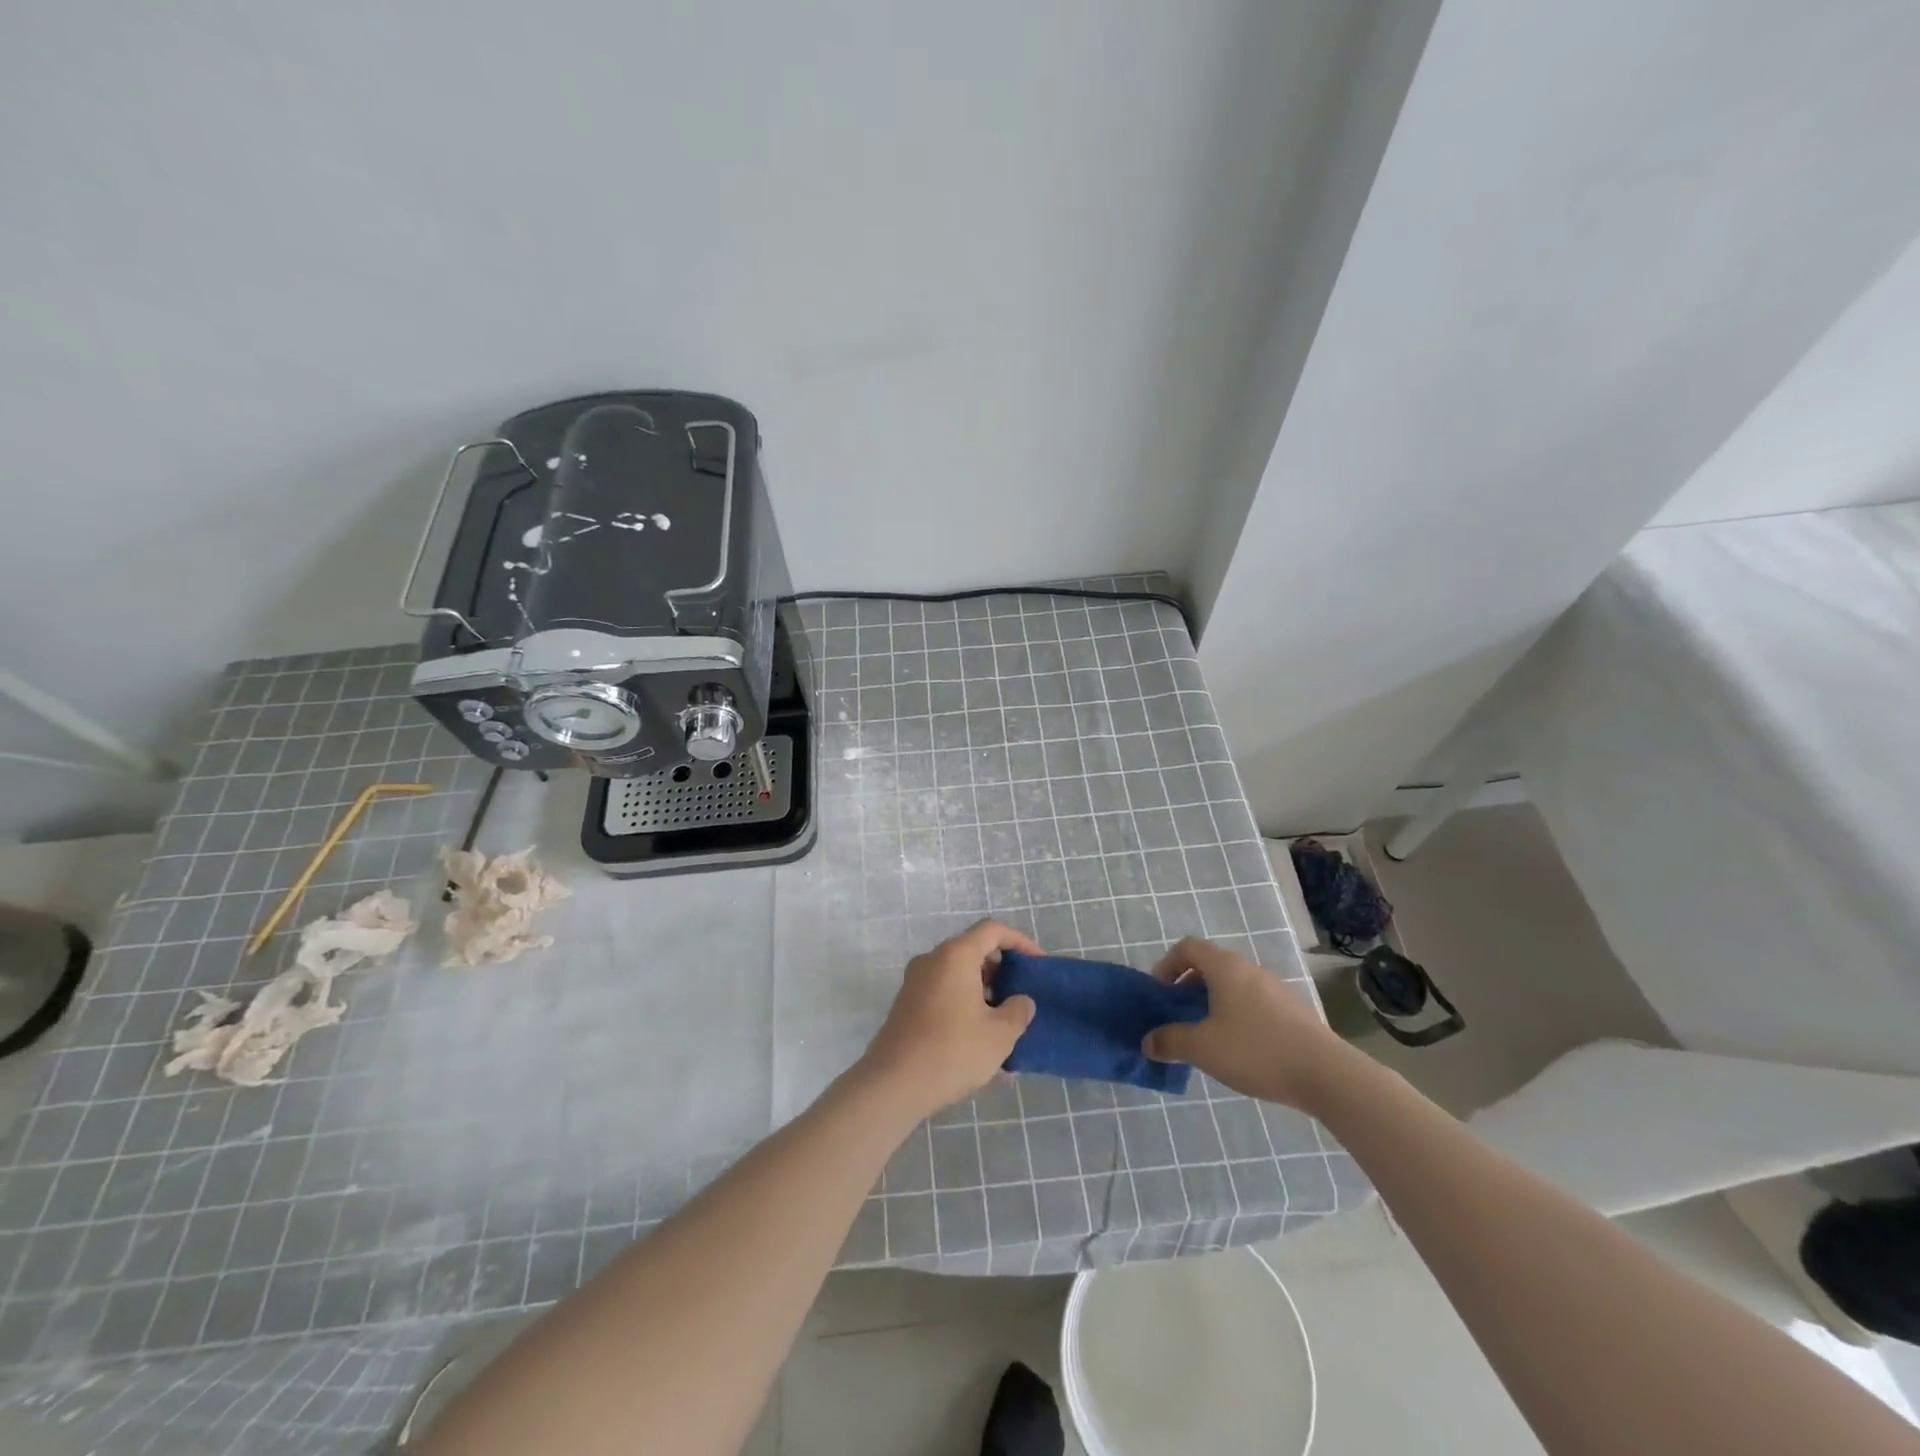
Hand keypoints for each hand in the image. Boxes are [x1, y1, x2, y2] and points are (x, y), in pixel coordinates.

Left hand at [857, 920, 1040, 1119]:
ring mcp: (916, 981)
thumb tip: (1021, 1001)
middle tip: (1021, 995)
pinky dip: (965, 1004)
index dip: (1020, 941)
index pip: (992, 930)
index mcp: (956, 955)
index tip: (1038, 964)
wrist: (893, 1084)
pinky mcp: (907, 1004)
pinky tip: (979, 1039)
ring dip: (984, 991)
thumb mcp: (999, 1035)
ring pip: (958, 974)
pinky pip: (944, 992)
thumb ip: (1018, 1011)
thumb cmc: (952, 1051)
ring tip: (1004, 1024)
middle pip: (973, 950)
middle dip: (1002, 969)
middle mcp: (933, 959)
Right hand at [1140, 937, 1349, 1110]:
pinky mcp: (1292, 1011)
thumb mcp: (1203, 1048)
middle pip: (1211, 965)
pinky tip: (1240, 1049)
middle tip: (1179, 1015)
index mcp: (1225, 967)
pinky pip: (1254, 1003)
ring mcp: (1275, 989)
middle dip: (1189, 986)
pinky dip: (1237, 1015)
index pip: (1187, 947)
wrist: (1326, 1074)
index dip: (1167, 964)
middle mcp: (1250, 969)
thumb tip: (1147, 1041)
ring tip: (1207, 1035)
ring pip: (1234, 985)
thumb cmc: (1256, 1050)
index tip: (1160, 993)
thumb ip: (1170, 1041)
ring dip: (1213, 1002)